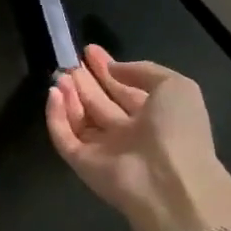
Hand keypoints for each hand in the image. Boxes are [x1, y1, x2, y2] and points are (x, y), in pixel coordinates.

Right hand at [44, 44, 230, 230]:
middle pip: (99, 104)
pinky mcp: (81, 162)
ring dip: (68, 95)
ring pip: (79, 118)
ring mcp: (103, 149)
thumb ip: (143, 71)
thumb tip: (113, 68)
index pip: (124, 90)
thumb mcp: (175, 87)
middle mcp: (127, 134)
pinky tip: (53, 93)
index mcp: (154, 118)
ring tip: (60, 75)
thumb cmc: (177, 129)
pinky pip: (63, 135)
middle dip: (85, 82)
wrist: (168, 181)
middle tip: (69, 61)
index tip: (90, 50)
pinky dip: (55, 115)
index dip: (108, 69)